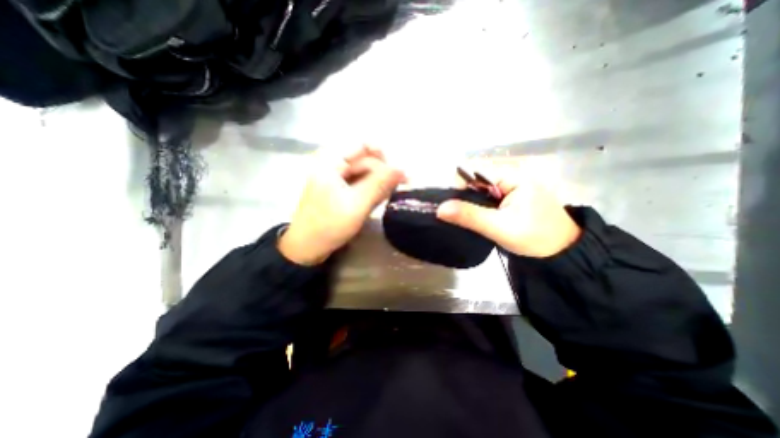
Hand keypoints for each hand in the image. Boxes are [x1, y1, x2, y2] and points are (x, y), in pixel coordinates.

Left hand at [278, 145, 401, 264]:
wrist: (307, 247)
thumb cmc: (329, 225)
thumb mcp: (357, 204)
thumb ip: (380, 184)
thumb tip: (403, 168)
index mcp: (331, 161)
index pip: (363, 145)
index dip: (384, 156)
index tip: (398, 173)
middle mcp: (333, 163)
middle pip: (365, 159)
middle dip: (382, 173)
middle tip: (396, 189)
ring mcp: (335, 177)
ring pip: (364, 172)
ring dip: (378, 183)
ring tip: (385, 198)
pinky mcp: (338, 188)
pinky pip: (359, 182)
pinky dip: (370, 190)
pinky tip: (375, 201)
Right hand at [439, 174, 577, 255]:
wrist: (561, 250)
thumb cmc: (535, 237)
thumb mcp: (499, 228)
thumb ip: (470, 216)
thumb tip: (440, 208)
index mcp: (512, 175)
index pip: (474, 171)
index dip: (459, 187)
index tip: (454, 207)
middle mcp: (510, 174)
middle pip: (474, 177)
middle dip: (464, 195)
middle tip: (464, 215)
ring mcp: (510, 183)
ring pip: (478, 187)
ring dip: (470, 201)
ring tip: (470, 217)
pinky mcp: (509, 193)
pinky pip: (485, 193)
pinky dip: (477, 204)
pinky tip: (478, 215)